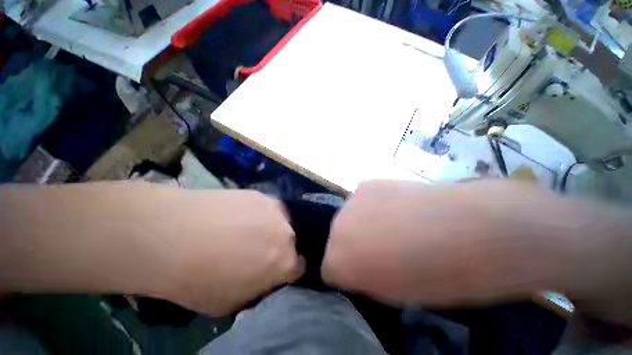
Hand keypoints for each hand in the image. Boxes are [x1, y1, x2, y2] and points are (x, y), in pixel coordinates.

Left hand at [143, 187, 303, 315]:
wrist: (174, 236)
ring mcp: (275, 209)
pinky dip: (258, 213)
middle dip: (279, 247)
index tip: (275, 269)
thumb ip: (258, 289)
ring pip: (281, 220)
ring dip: (271, 227)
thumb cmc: (200, 279)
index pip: (299, 265)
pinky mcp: (260, 195)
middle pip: (291, 240)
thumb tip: (265, 278)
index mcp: (285, 262)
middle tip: (257, 249)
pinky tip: (237, 216)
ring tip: (247, 230)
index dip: (288, 269)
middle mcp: (288, 232)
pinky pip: (266, 207)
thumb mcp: (231, 303)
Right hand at [322, 179, 631, 315]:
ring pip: (349, 217)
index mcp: (339, 260)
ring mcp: (350, 201)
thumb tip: (359, 263)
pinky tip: (398, 207)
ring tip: (395, 225)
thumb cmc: (438, 276)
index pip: (330, 268)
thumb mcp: (396, 293)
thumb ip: (366, 276)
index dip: (351, 272)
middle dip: (354, 245)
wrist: (473, 228)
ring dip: (363, 223)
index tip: (371, 272)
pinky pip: (362, 200)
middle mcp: (336, 227)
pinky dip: (374, 205)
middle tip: (384, 248)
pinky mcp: (366, 183)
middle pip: (337, 238)